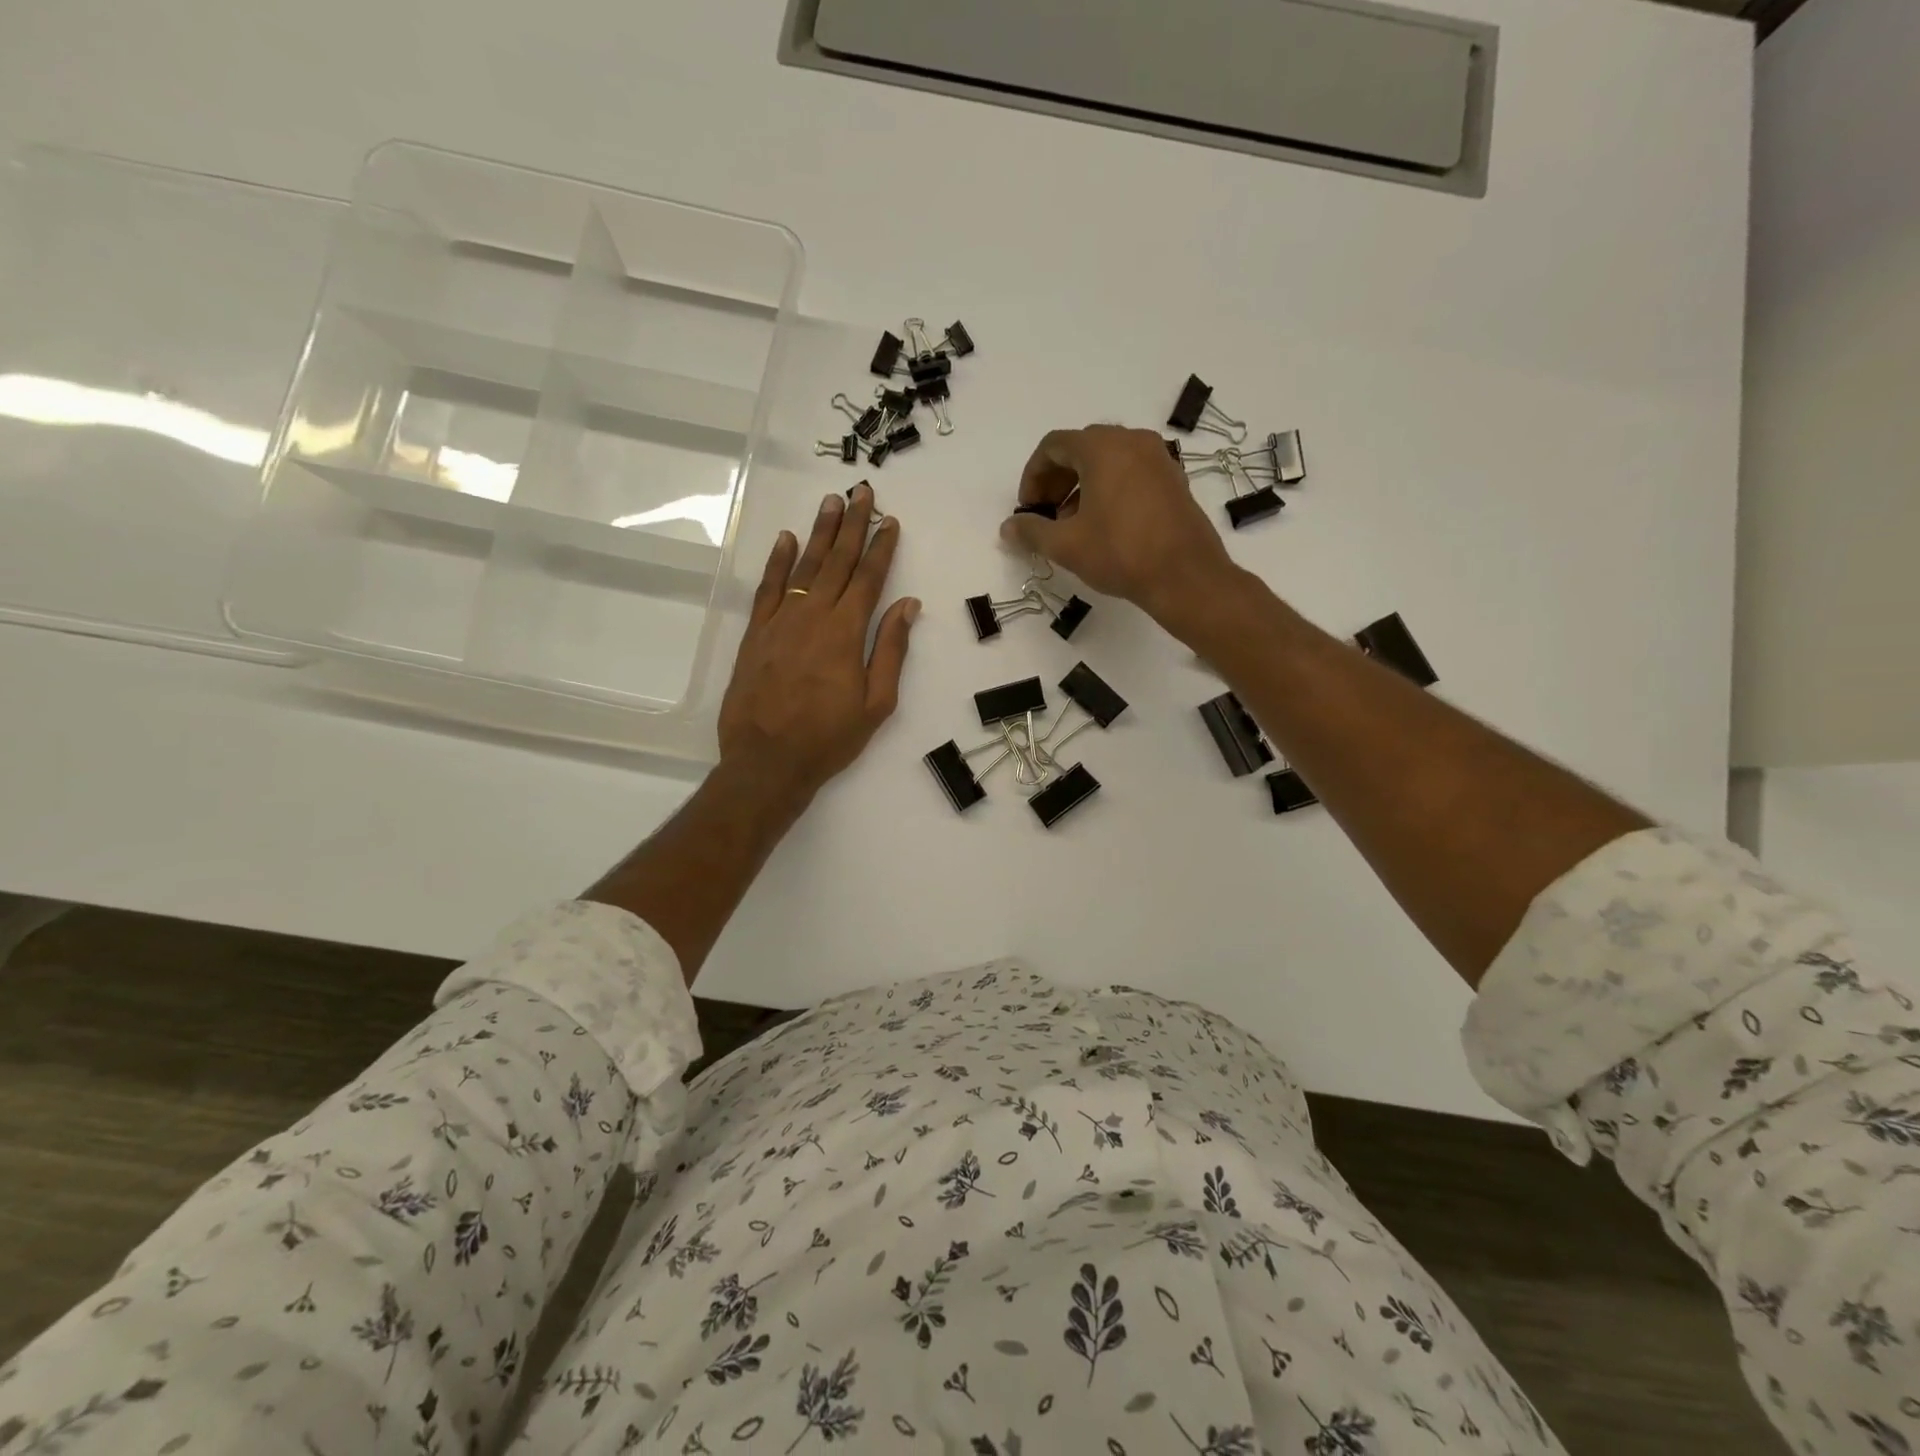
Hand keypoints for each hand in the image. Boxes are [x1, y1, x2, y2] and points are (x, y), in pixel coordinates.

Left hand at [718, 484, 918, 809]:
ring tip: (831, 502)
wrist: (767, 761)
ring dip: (819, 532)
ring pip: (804, 566)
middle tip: (861, 491)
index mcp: (846, 632)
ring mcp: (780, 621)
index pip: (869, 578)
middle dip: (852, 525)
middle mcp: (813, 615)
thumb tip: (908, 604)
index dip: (881, 547)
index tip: (890, 520)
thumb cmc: (829, 738)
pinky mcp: (756, 633)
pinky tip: (786, 540)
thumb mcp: (876, 702)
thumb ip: (891, 650)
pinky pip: (767, 588)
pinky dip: (777, 561)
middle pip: (837, 562)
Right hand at [1000, 425, 1238, 626]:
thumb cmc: (1121, 554)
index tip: (1028, 509)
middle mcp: (1132, 441)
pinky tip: (1104, 526)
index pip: (1053, 445)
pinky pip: (1131, 472)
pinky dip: (1109, 489)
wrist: (1186, 576)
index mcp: (1102, 448)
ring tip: (1072, 525)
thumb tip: (1007, 527)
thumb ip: (1031, 532)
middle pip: (1081, 448)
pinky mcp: (1173, 479)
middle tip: (1046, 515)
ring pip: (1107, 460)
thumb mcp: (1066, 545)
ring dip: (1081, 486)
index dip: (1032, 476)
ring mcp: (1157, 458)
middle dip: (1056, 480)